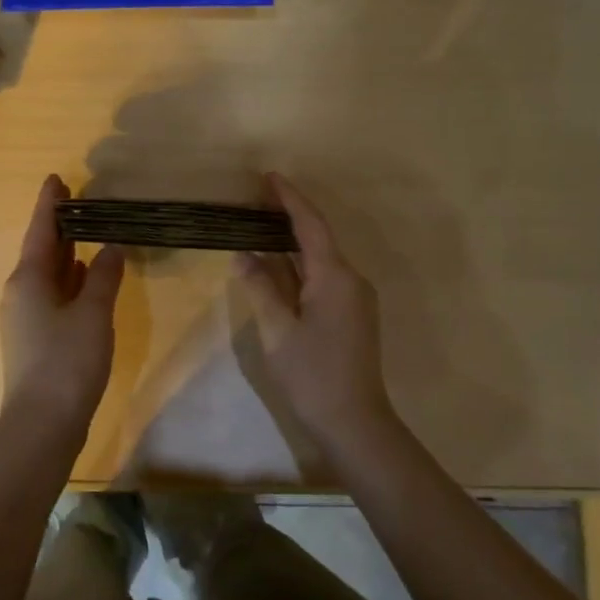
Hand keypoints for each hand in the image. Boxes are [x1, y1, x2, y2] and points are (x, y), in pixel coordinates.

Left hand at [0, 175, 125, 428]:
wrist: (42, 423)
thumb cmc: (67, 361)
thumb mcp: (93, 314)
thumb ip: (104, 276)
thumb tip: (112, 248)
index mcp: (28, 279)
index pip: (40, 230)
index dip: (49, 204)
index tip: (56, 178)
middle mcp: (21, 293)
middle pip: (41, 251)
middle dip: (59, 227)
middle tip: (78, 201)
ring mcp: (26, 318)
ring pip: (47, 276)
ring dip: (65, 255)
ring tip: (87, 234)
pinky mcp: (35, 339)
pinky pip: (52, 297)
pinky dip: (68, 282)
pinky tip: (85, 279)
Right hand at [236, 173, 399, 446]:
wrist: (355, 423)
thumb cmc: (312, 375)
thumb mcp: (277, 331)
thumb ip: (260, 288)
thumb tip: (244, 255)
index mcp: (334, 277)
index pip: (310, 225)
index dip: (289, 198)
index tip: (269, 176)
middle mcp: (351, 280)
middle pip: (318, 237)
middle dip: (288, 216)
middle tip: (256, 198)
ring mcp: (354, 298)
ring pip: (320, 259)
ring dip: (292, 242)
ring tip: (260, 225)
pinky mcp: (351, 315)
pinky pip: (322, 277)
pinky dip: (298, 265)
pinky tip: (277, 265)